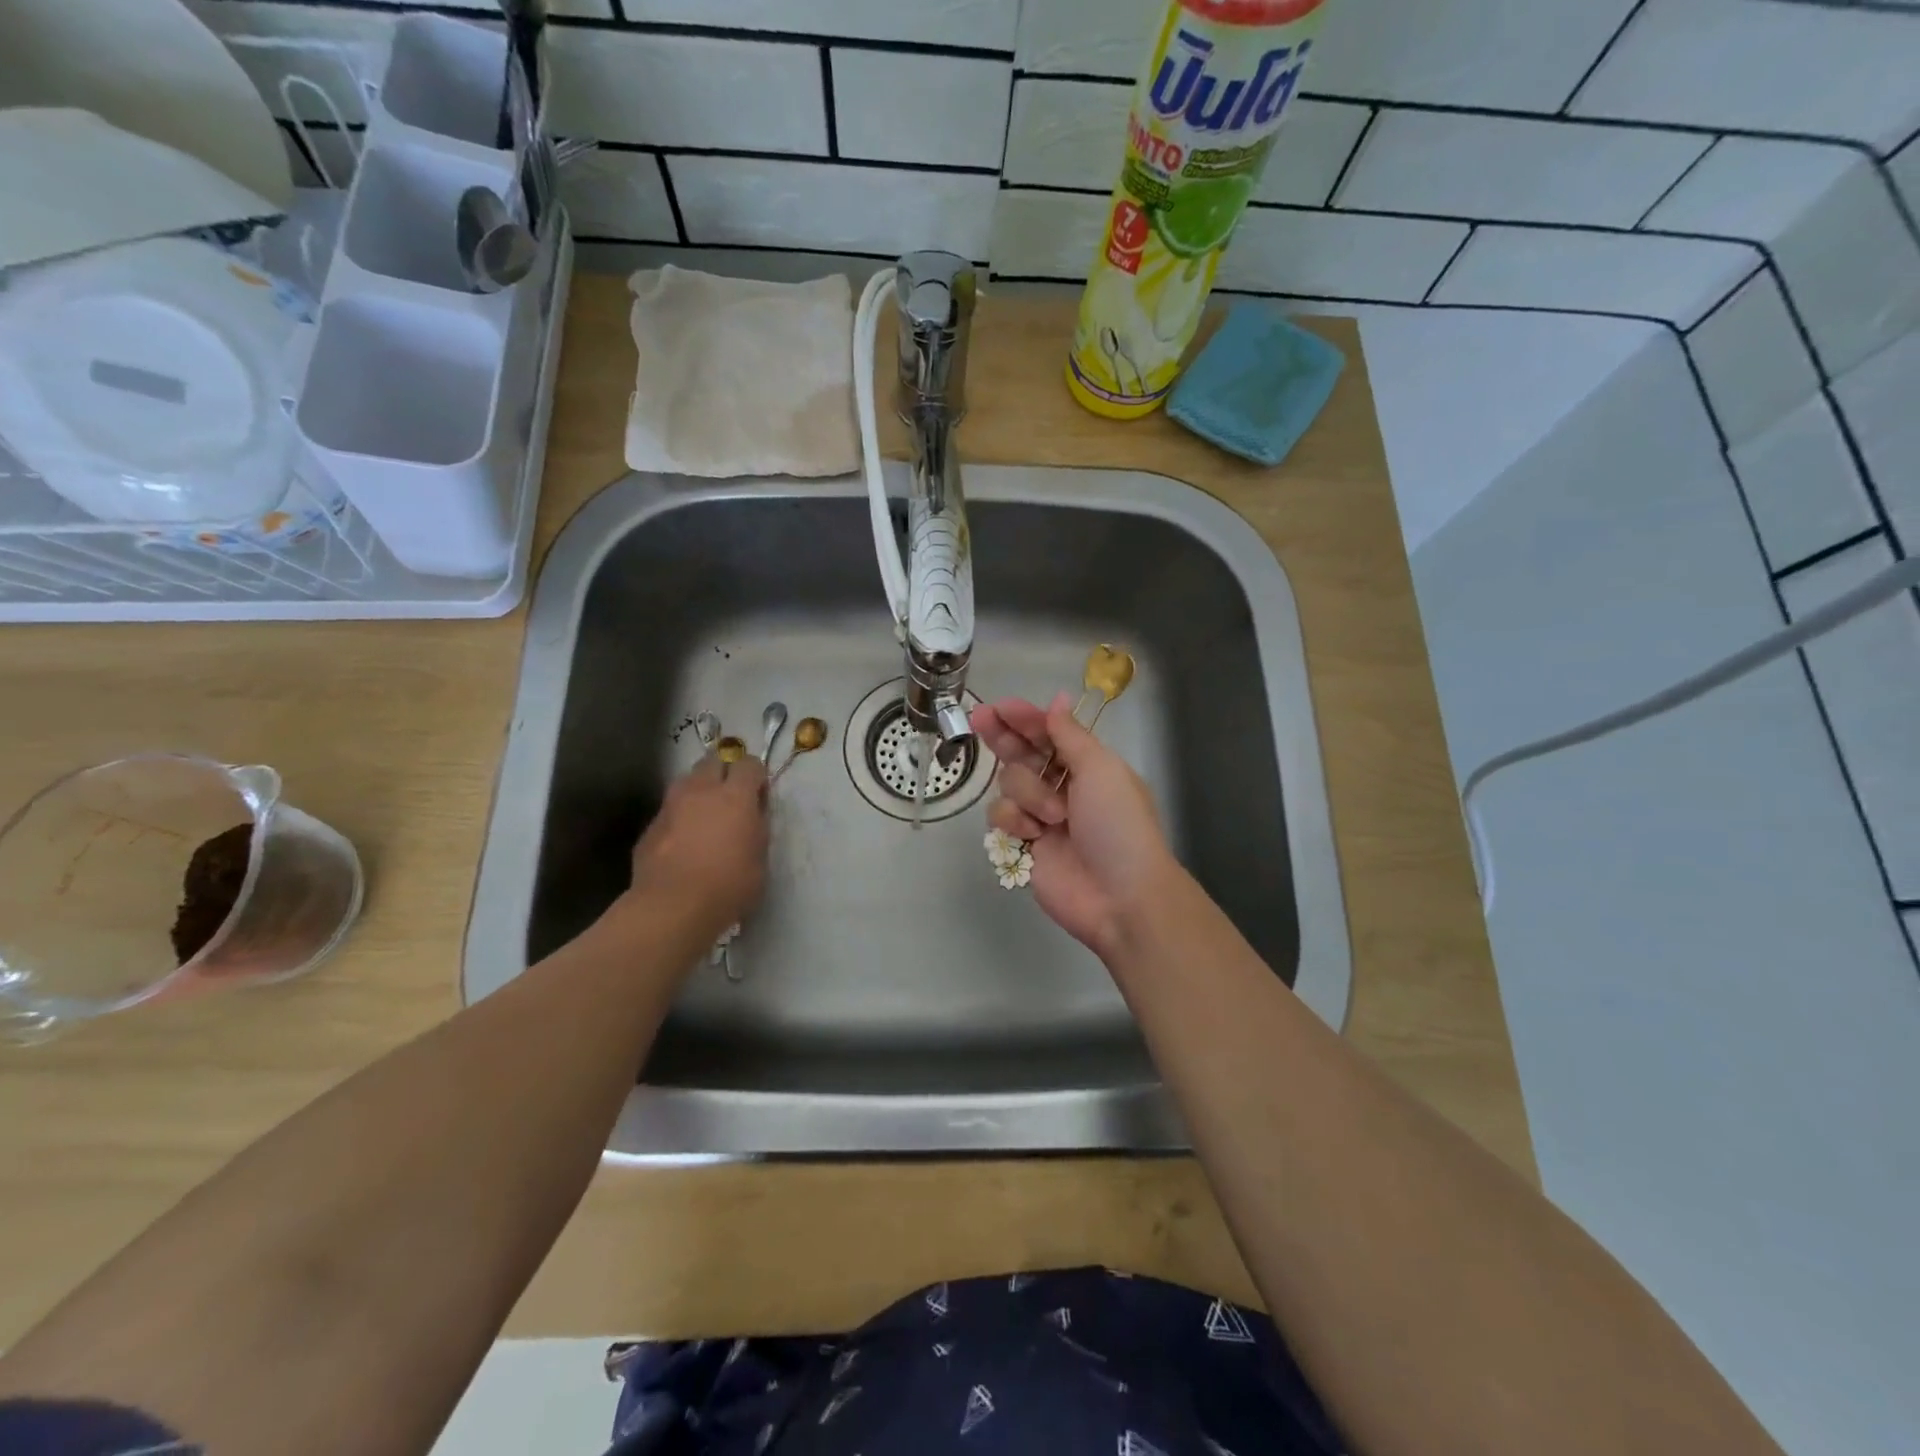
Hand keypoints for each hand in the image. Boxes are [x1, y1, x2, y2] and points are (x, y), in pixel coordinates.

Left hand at [622, 753, 769, 940]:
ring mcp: (671, 806)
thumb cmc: (729, 885)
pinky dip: (679, 818)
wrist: (672, 908)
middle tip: (731, 797)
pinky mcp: (650, 827)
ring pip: (686, 782)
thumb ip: (756, 827)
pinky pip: (669, 811)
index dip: (756, 776)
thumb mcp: (760, 857)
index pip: (749, 764)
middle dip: (724, 771)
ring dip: (698, 790)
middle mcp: (701, 791)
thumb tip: (751, 815)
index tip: (760, 794)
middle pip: (712, 761)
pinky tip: (683, 843)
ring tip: (705, 816)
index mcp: (735, 795)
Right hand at [971, 694, 1177, 960]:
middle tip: (980, 718)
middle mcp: (1061, 786)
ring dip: (1027, 793)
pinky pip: (1000, 817)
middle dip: (1003, 736)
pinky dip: (1014, 822)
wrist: (1119, 895)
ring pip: (1009, 784)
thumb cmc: (1118, 825)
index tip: (1000, 707)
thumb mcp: (1101, 770)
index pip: (1048, 733)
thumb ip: (1070, 735)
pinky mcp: (1022, 843)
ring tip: (1053, 817)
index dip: (1024, 718)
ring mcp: (1040, 815)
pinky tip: (1033, 836)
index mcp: (1086, 765)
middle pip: (1022, 753)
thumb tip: (1059, 699)